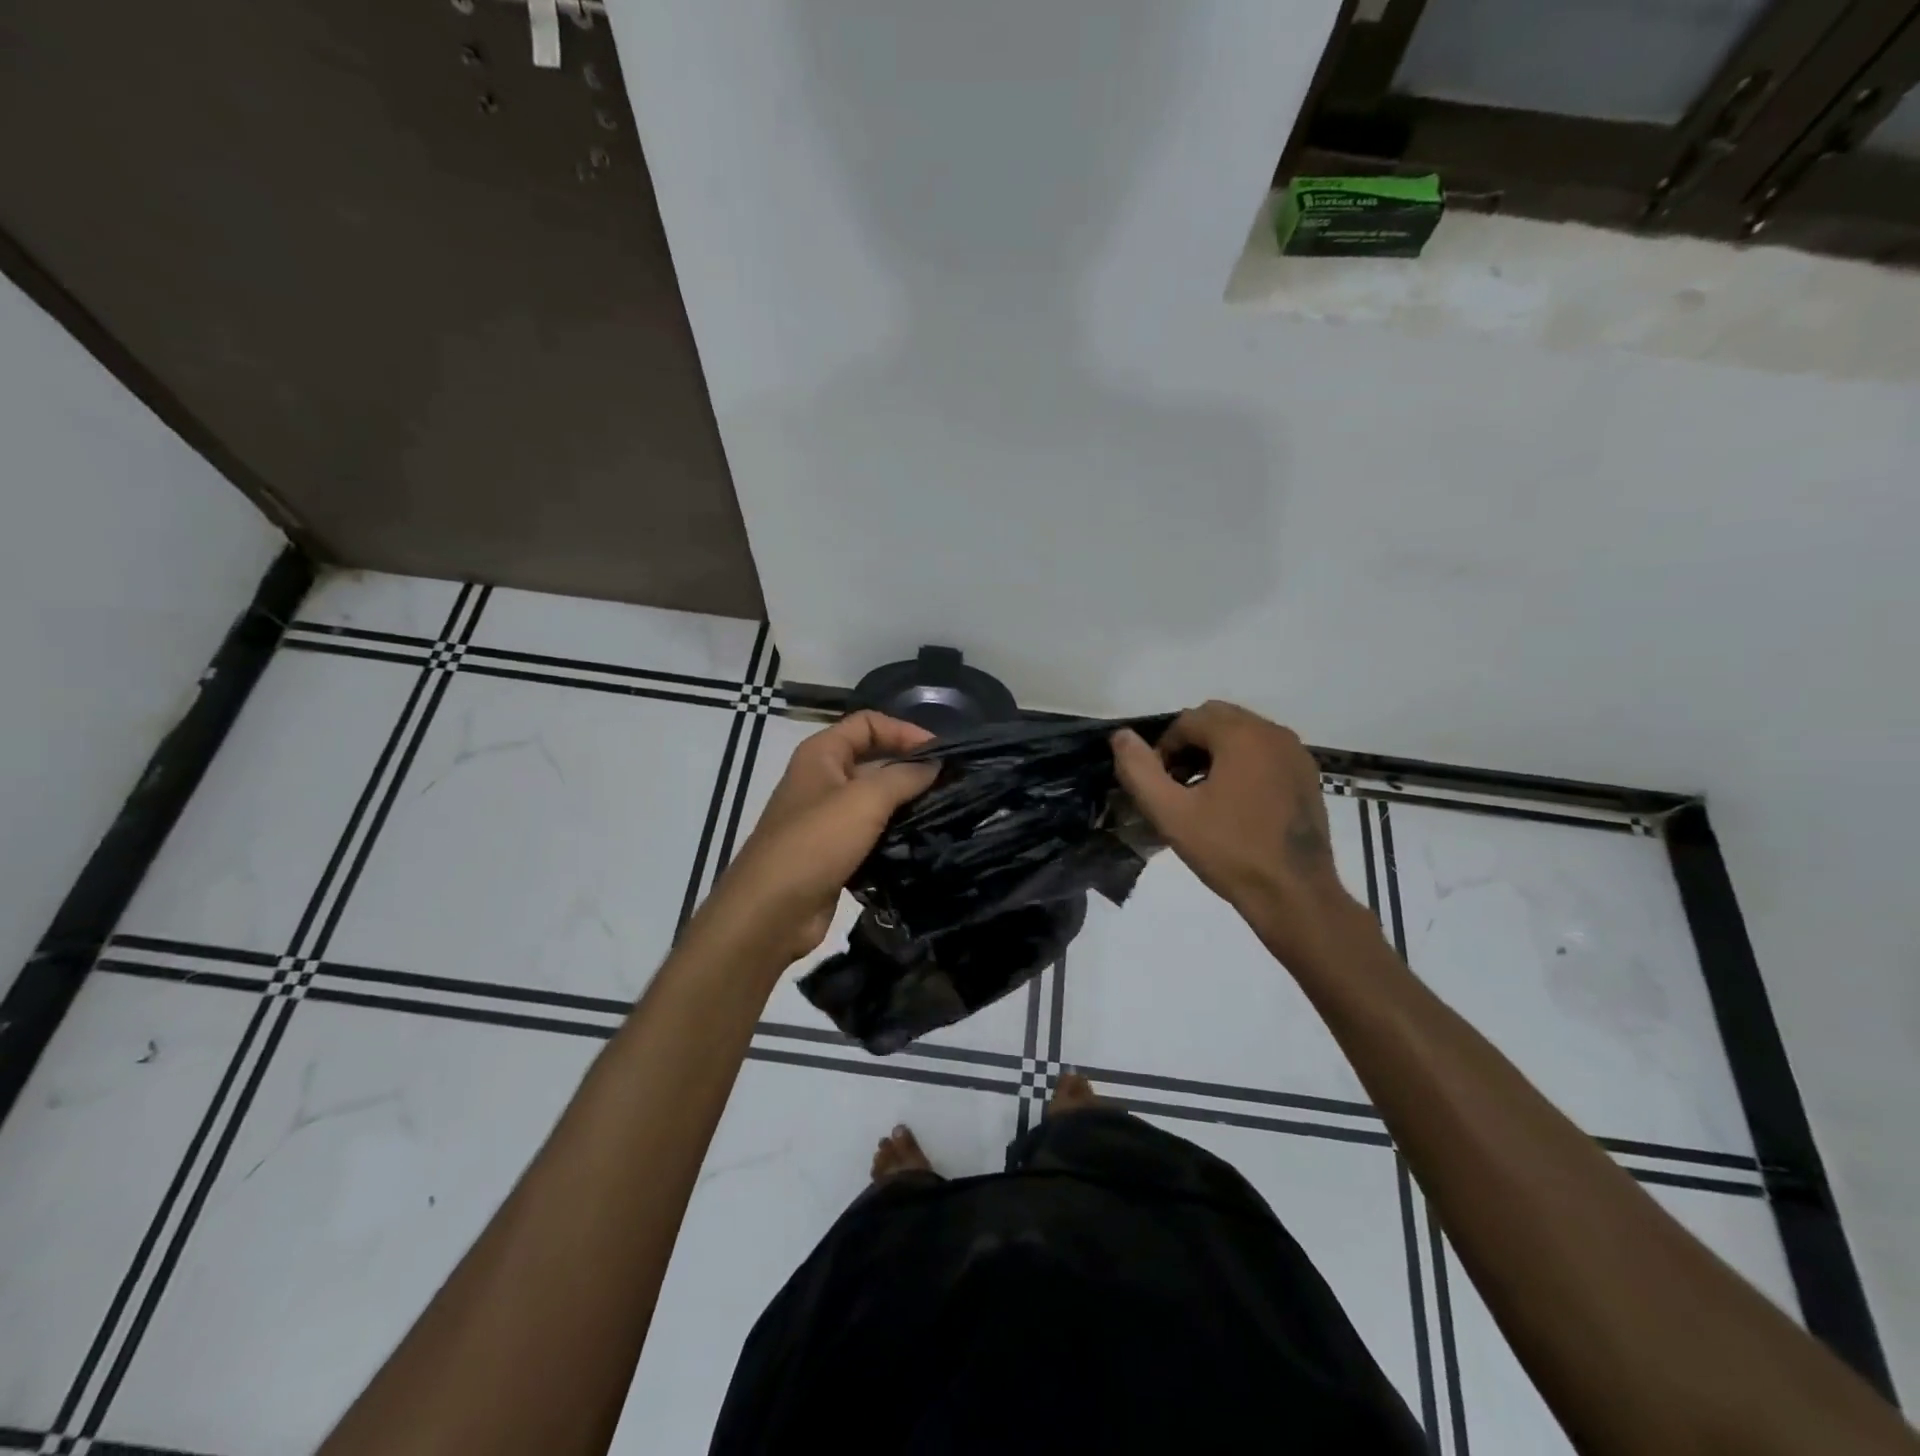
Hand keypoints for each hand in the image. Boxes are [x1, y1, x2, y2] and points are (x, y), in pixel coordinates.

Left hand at [694, 712, 937, 966]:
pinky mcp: (834, 853)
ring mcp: (827, 818)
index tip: (942, 753)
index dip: (904, 731)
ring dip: (906, 804)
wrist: (771, 911)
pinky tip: (923, 842)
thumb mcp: (865, 800)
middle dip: (911, 768)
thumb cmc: (815, 843)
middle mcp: (822, 779)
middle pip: (874, 760)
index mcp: (821, 754)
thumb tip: (937, 764)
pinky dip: (895, 835)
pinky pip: (871, 833)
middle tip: (952, 784)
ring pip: (875, 800)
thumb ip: (904, 776)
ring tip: (946, 812)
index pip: (868, 723)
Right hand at [1112, 702, 1360, 970]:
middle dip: (1189, 745)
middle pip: (1217, 719)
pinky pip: (1264, 753)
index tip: (1158, 785)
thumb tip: (1121, 737)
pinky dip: (1242, 764)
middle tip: (1176, 786)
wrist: (1294, 895)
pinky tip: (1233, 804)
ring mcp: (1295, 753)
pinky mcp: (1307, 775)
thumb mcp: (1171, 814)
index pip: (1187, 720)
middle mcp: (1273, 733)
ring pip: (1242, 734)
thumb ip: (1139, 771)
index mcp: (1242, 735)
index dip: (1163, 748)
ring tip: (1201, 795)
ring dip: (1215, 753)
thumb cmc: (1229, 852)